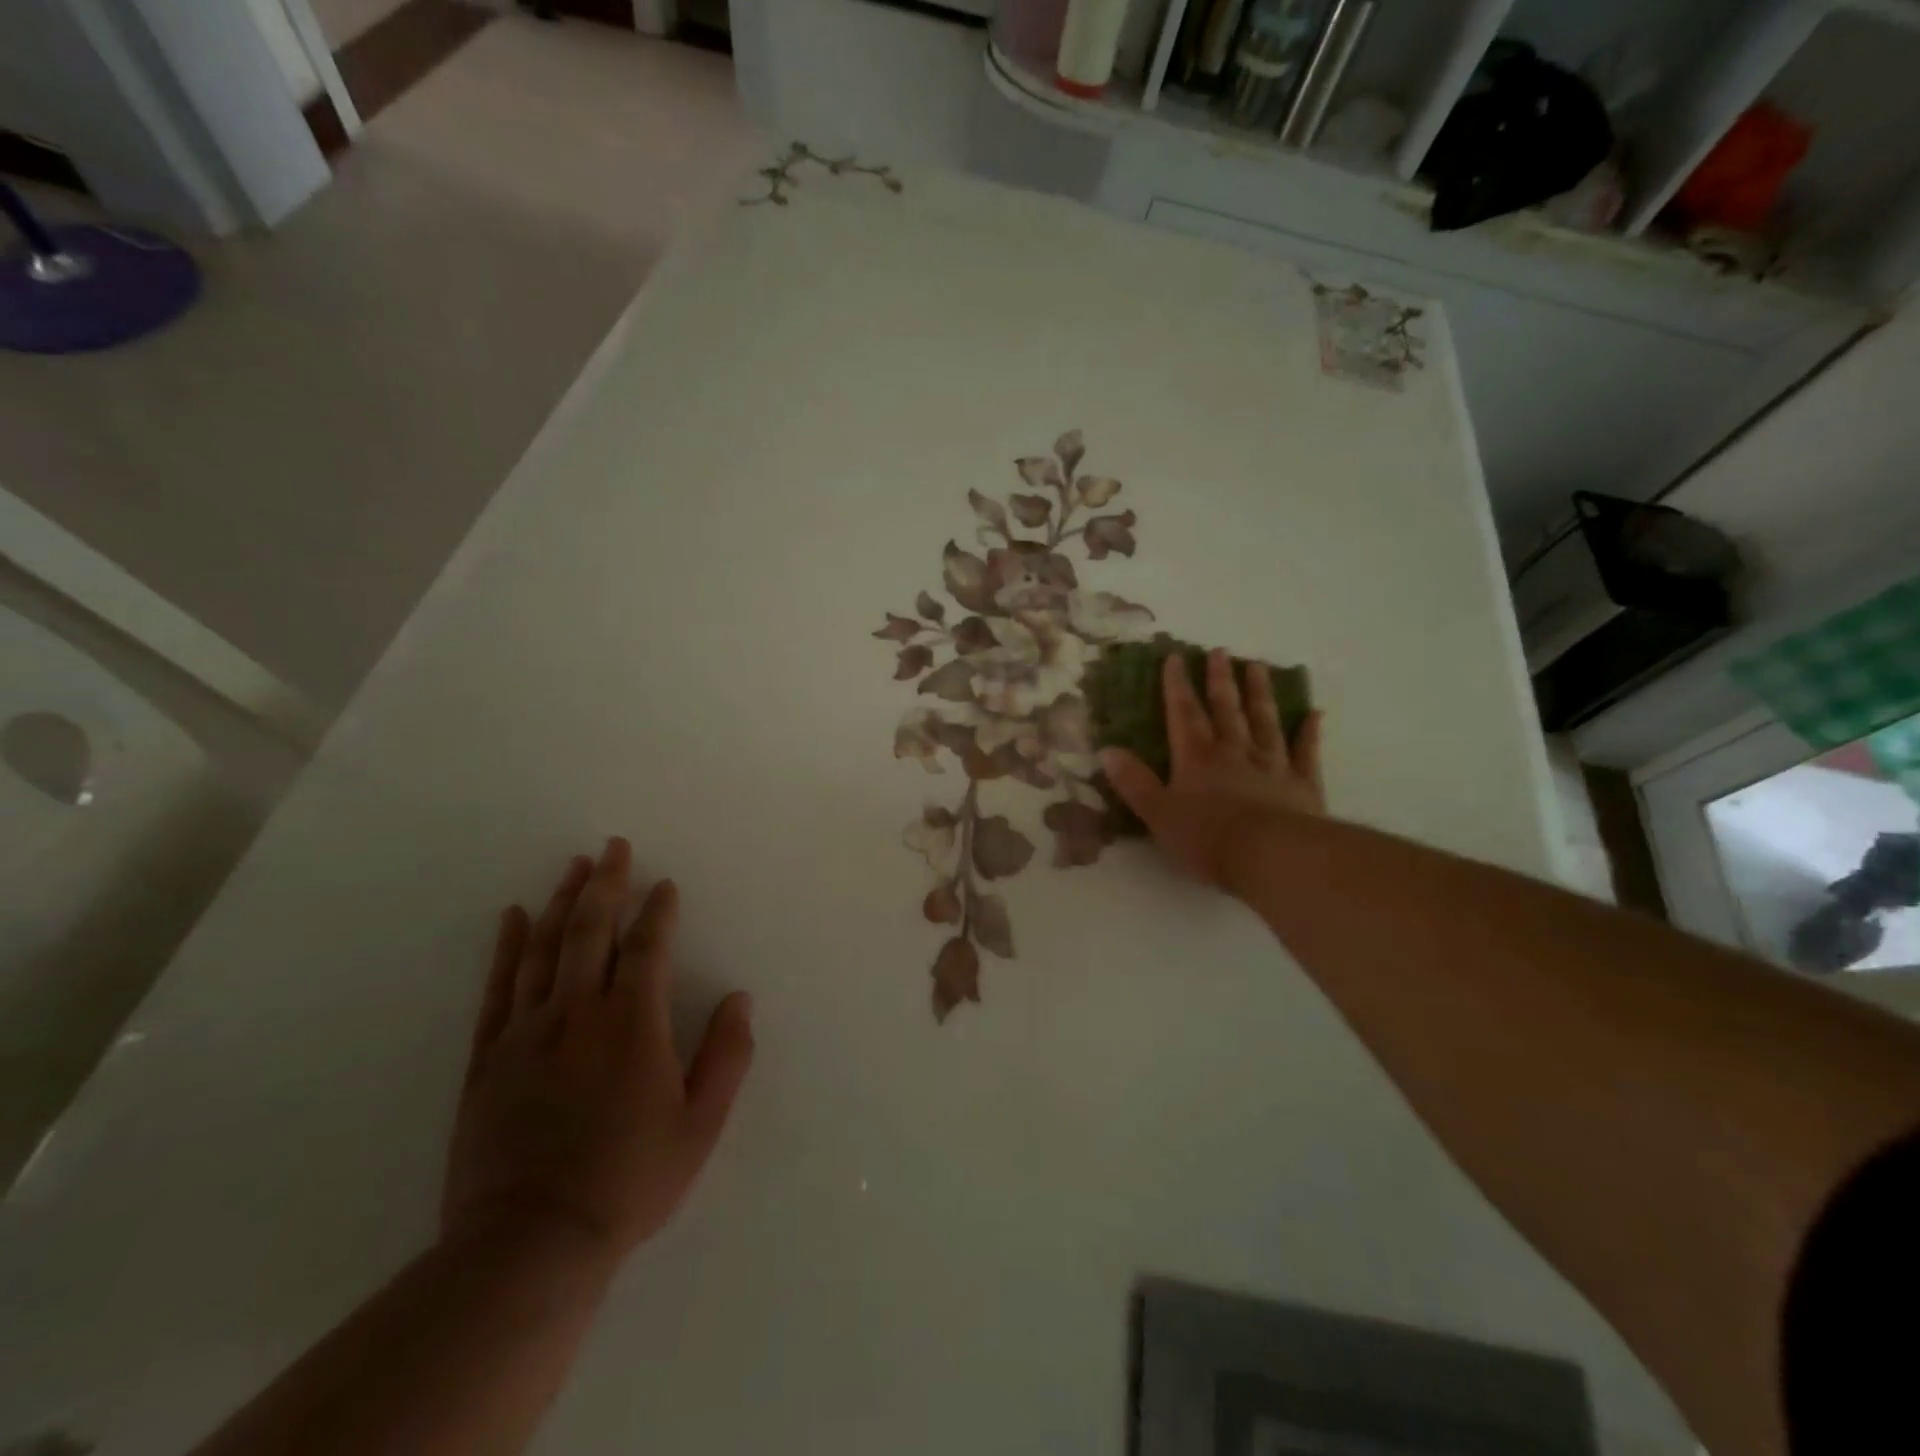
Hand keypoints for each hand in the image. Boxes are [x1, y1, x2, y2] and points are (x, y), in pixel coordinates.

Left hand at [442, 839, 754, 1262]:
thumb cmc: (629, 1180)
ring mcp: (527, 1032)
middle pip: (591, 932)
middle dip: (607, 884)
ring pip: (545, 948)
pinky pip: (498, 988)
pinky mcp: (489, 1057)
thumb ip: (726, 1055)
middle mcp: (578, 1013)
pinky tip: (513, 917)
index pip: (648, 948)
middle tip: (614, 847)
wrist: (531, 1242)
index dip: (658, 911)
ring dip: (562, 901)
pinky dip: (506, 947)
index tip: (665, 885)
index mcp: (632, 1024)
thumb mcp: (700, 1124)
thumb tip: (740, 998)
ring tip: (575, 866)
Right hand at [1100, 649, 1324, 889]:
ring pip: (1264, 721)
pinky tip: (1314, 713)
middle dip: (1220, 680)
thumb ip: (1134, 782)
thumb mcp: (1158, 814)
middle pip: (1226, 710)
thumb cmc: (1208, 839)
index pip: (1183, 714)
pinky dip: (1309, 732)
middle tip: (1219, 652)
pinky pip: (1306, 752)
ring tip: (1257, 666)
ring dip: (1259, 694)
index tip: (1175, 657)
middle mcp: (1234, 752)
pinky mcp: (1302, 784)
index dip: (1177, 686)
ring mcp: (1272, 765)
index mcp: (1196, 759)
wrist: (1272, 856)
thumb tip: (1107, 750)